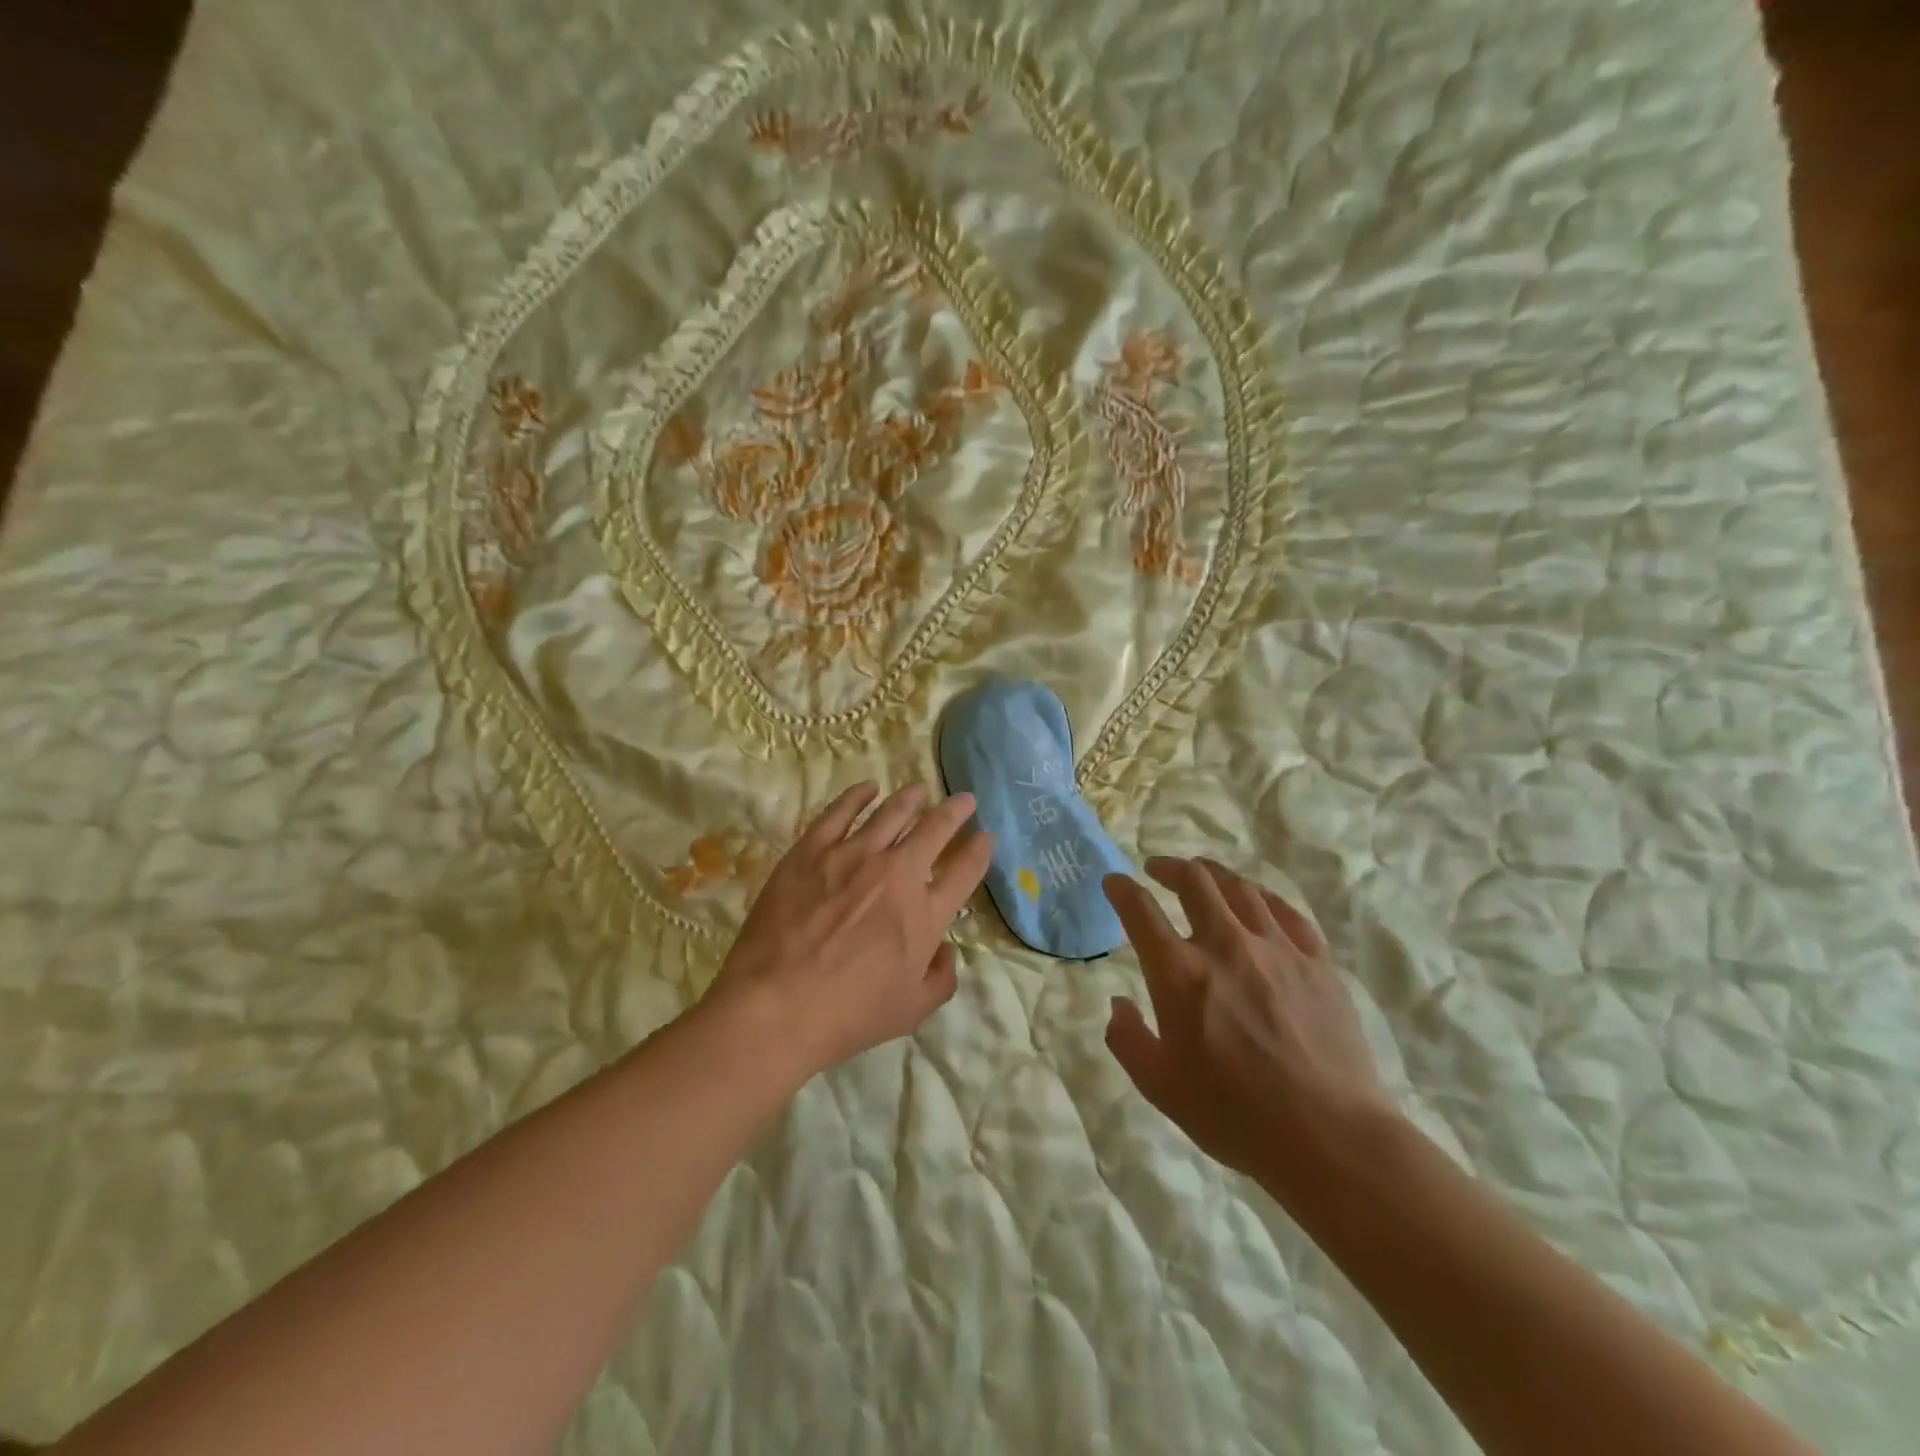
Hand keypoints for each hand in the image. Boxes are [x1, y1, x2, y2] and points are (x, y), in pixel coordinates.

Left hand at [706, 781, 993, 1081]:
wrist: (774, 1006)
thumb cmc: (847, 1016)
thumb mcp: (911, 1012)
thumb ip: (941, 979)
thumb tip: (945, 950)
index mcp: (925, 913)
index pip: (965, 869)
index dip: (980, 849)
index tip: (986, 837)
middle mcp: (896, 873)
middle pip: (935, 829)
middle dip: (956, 811)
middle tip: (965, 800)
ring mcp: (852, 855)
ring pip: (891, 812)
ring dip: (912, 797)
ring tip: (920, 789)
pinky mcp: (812, 850)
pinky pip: (840, 811)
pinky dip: (858, 796)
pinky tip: (868, 788)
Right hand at [1102, 857, 1398, 1186]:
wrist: (1329, 1136)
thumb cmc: (1234, 1116)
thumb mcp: (1160, 1087)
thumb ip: (1128, 1040)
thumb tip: (1118, 1005)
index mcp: (1179, 972)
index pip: (1140, 910)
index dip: (1121, 889)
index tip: (1114, 882)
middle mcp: (1224, 944)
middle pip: (1193, 881)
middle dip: (1168, 867)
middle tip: (1157, 870)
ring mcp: (1276, 948)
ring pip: (1240, 888)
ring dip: (1213, 873)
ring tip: (1202, 874)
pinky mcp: (1316, 961)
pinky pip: (1286, 911)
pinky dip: (1262, 897)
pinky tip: (1256, 901)